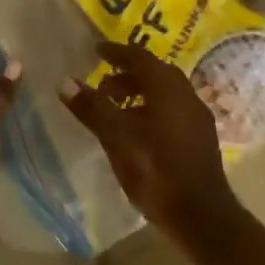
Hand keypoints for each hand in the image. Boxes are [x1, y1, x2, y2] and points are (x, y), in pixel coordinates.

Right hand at [59, 40, 242, 247]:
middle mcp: (187, 97)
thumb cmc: (155, 171)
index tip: (96, 50)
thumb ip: (92, 108)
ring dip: (139, 93)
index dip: (117, 52)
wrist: (199, 214)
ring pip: (165, 94)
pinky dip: (150, 109)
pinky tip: (135, 131)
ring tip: (114, 109)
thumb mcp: (117, 138)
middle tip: (102, 83)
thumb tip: (65, 82)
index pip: (141, 59)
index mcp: (169, 91)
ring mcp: (196, 119)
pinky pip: (171, 111)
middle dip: (128, 74)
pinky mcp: (199, 139)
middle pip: (156, 75)